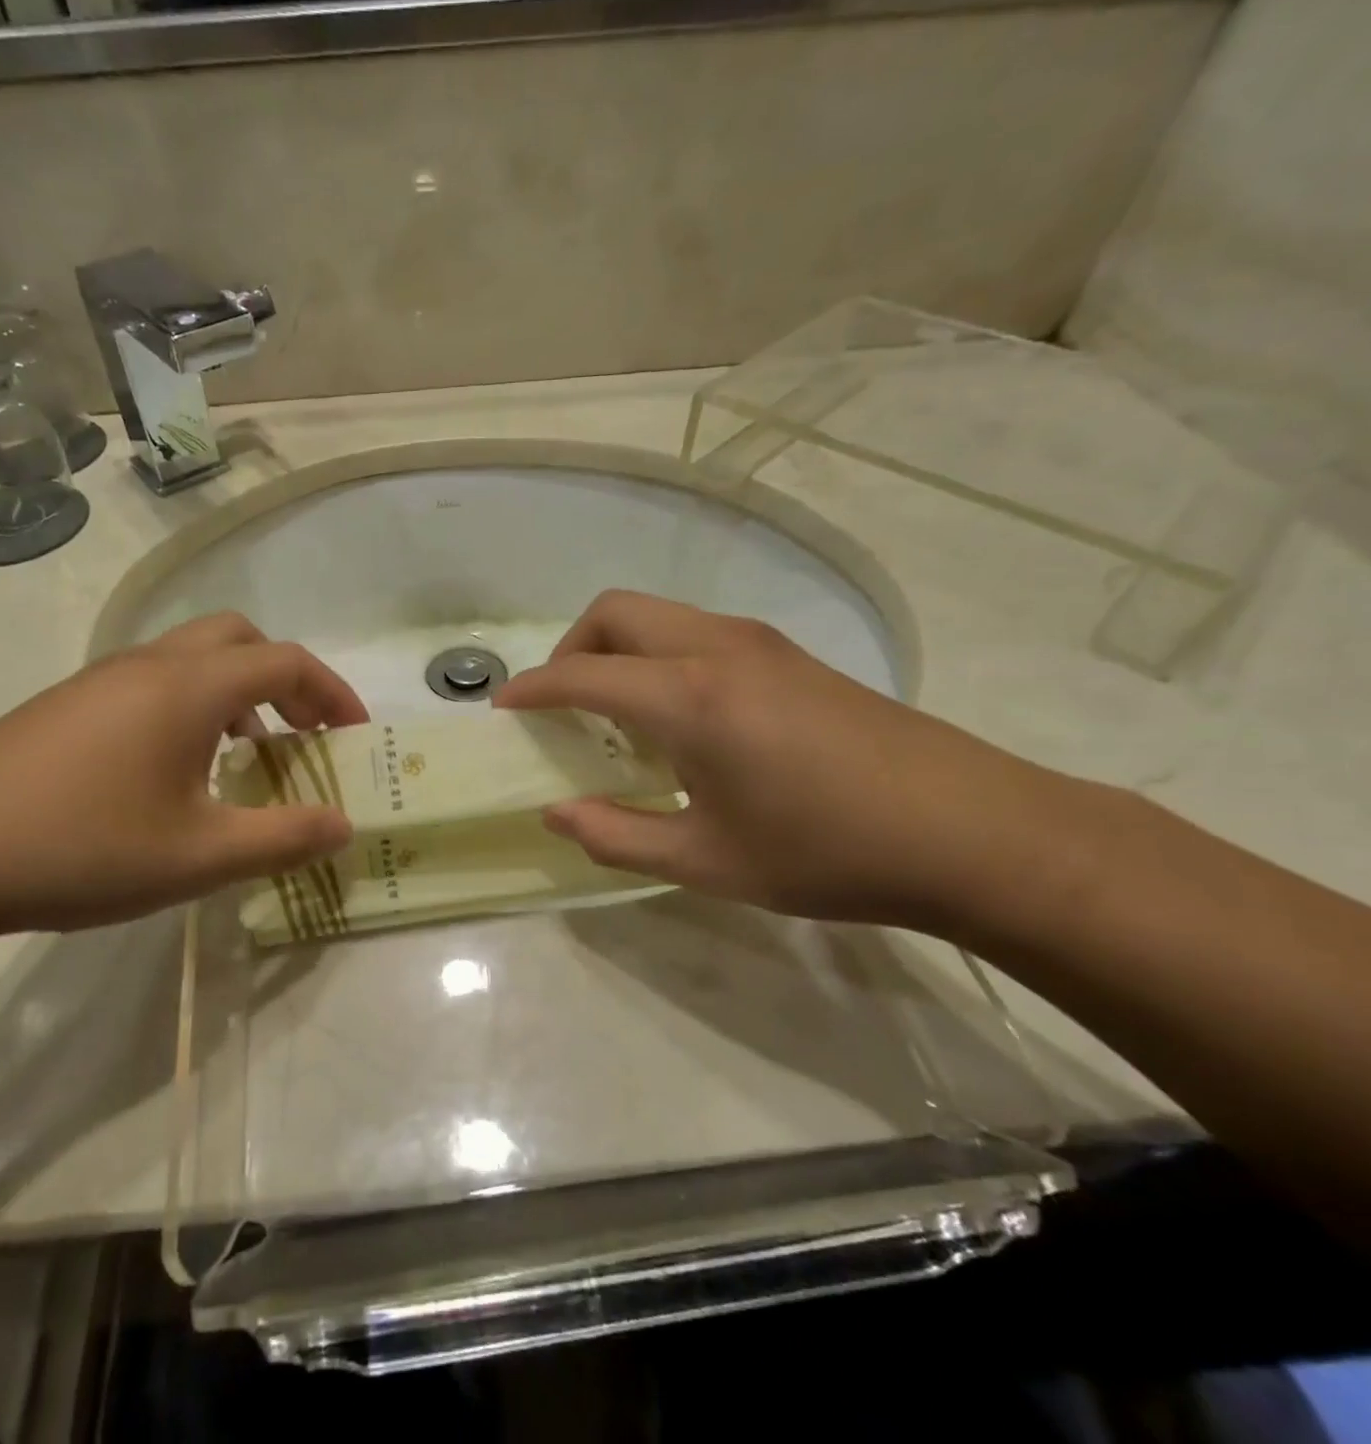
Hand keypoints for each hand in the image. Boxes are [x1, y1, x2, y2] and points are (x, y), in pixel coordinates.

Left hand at [0, 613, 367, 952]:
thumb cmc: (79, 848)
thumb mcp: (198, 855)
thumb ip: (283, 838)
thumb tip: (344, 824)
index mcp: (189, 686)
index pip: (285, 662)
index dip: (332, 693)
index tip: (356, 736)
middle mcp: (148, 665)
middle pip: (239, 639)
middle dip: (286, 679)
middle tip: (305, 734)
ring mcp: (99, 680)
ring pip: (192, 659)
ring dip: (238, 693)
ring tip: (248, 756)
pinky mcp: (66, 706)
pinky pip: (153, 683)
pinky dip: (193, 706)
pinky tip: (177, 771)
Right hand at [493, 590, 1076, 927]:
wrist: (972, 831)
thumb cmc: (828, 852)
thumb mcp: (707, 862)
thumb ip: (617, 836)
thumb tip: (556, 813)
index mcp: (689, 697)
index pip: (582, 673)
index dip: (531, 690)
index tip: (503, 710)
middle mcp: (717, 648)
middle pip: (614, 612)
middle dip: (570, 650)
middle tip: (560, 708)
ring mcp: (759, 642)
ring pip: (657, 614)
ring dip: (616, 649)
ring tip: (615, 716)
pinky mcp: (789, 653)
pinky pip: (694, 632)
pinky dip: (657, 655)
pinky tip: (678, 718)